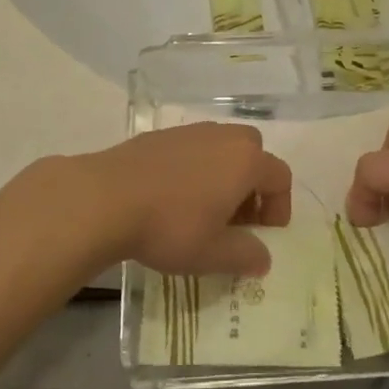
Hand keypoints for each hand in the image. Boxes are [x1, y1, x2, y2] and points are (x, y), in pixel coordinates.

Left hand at [83, 123, 291, 277]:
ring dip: (225, 175)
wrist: (109, 197)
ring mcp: (192, 131)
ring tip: (205, 211)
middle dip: (253, 185)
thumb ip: (246, 255)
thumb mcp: (213, 254)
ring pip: (223, 147)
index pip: (280, 176)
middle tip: (237, 220)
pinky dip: (197, 168)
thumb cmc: (171, 226)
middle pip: (254, 153)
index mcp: (245, 161)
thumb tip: (263, 257)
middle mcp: (224, 137)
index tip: (263, 235)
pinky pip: (195, 148)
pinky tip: (174, 197)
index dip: (279, 207)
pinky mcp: (163, 134)